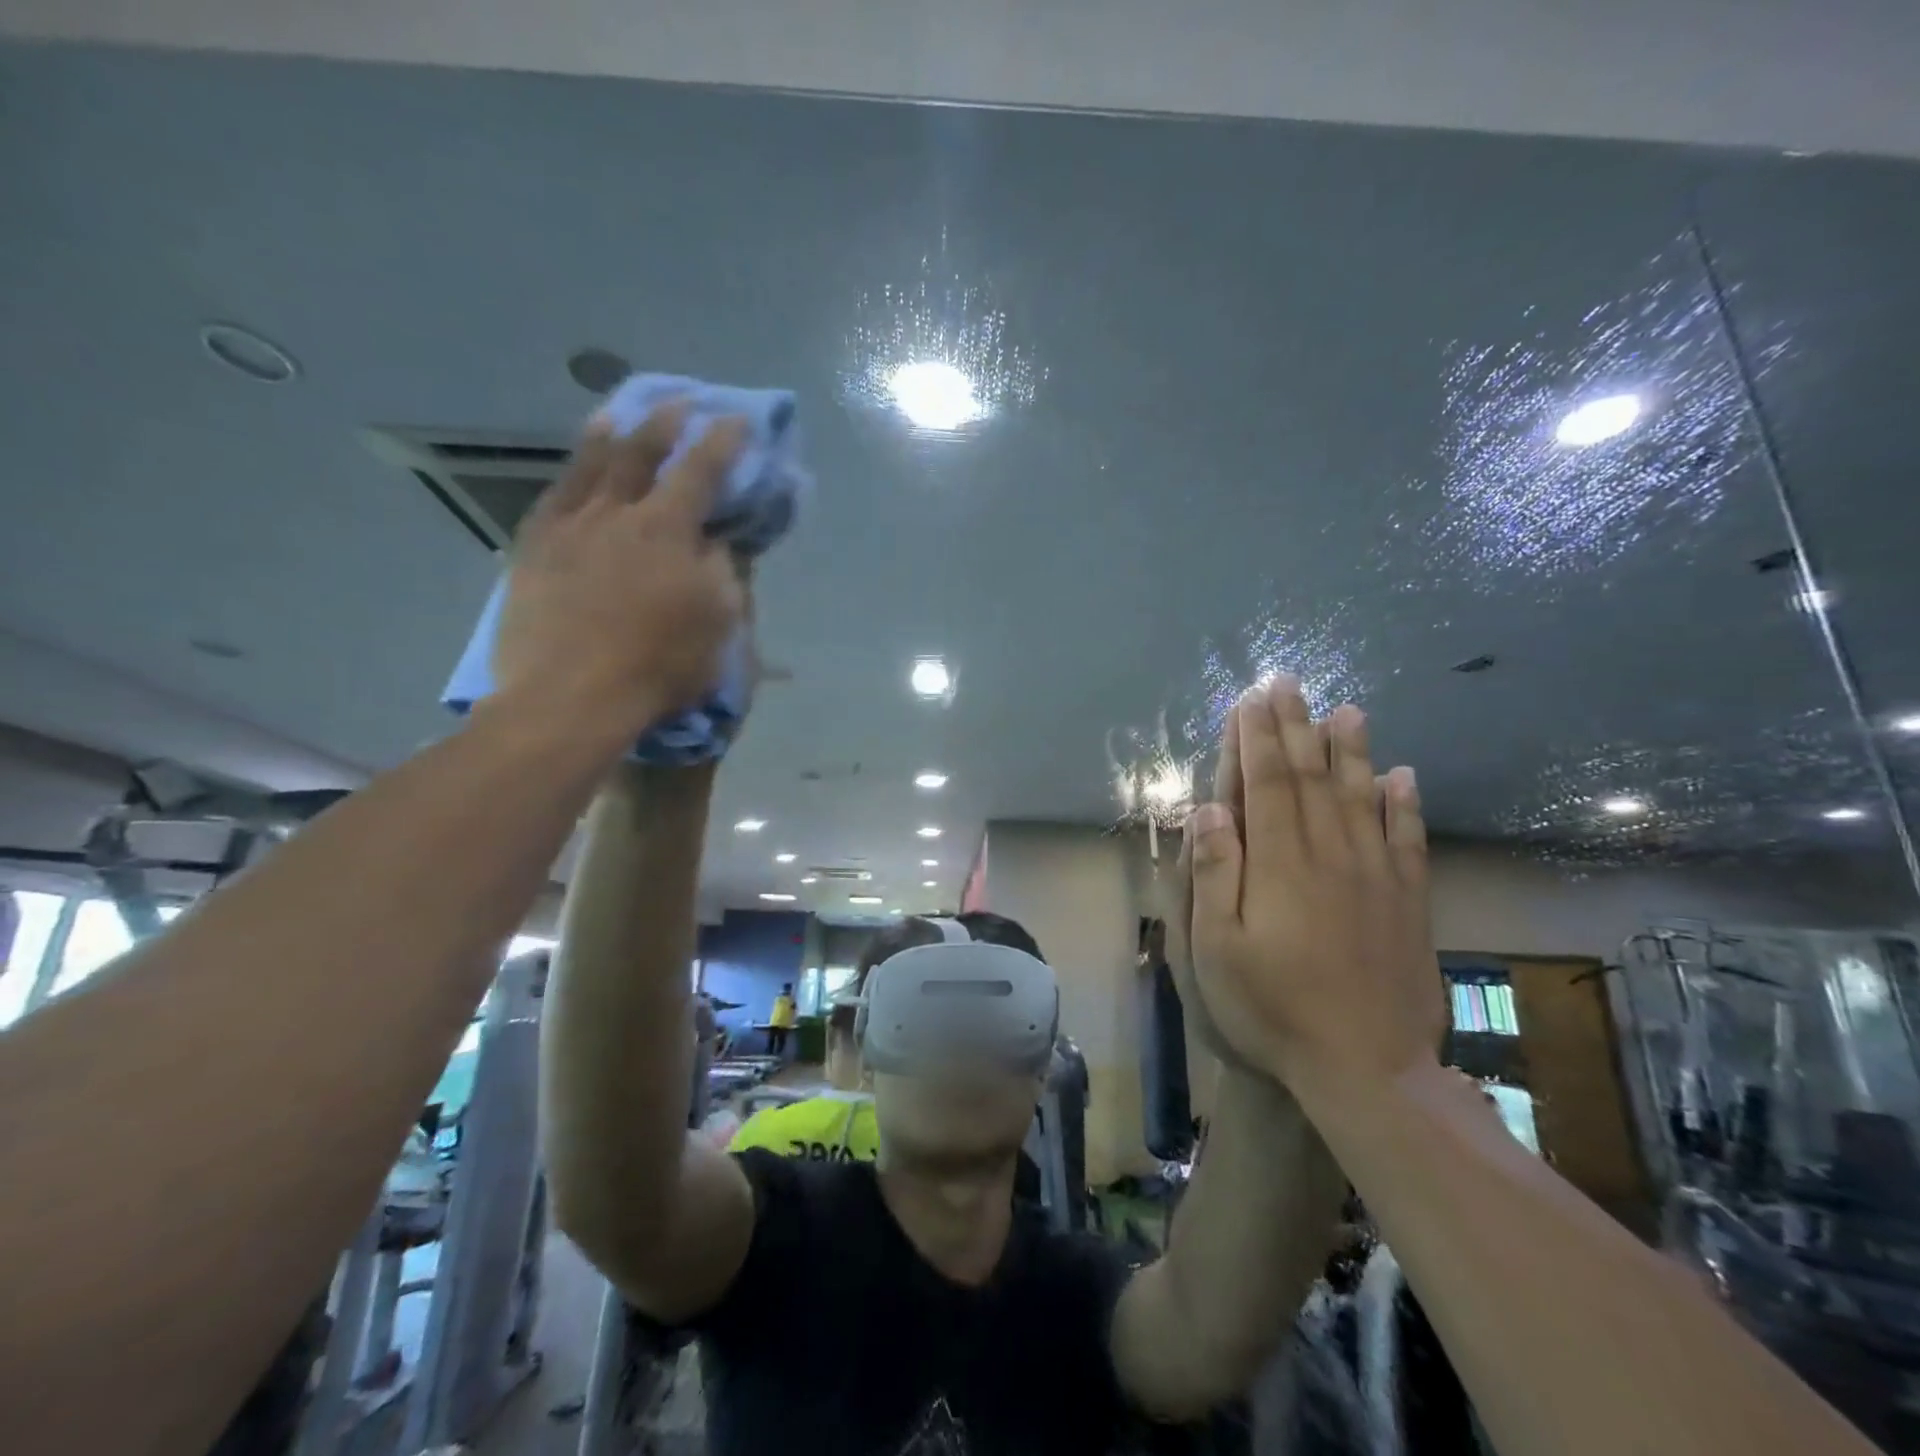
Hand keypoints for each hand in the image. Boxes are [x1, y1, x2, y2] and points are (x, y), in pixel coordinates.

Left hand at [492, 403, 749, 749]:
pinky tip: (575, 470)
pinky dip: (570, 474)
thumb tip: (716, 541)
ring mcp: (567, 527)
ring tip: (619, 412)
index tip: (737, 419)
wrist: (570, 698)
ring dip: (610, 432)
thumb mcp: (717, 627)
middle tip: (680, 401)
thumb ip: (723, 574)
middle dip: (665, 422)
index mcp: (667, 530)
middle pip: (639, 451)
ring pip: (589, 464)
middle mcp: (615, 513)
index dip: (722, 441)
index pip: (700, 470)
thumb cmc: (658, 668)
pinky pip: (553, 496)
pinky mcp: (531, 548)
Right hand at [1184, 676, 1445, 1088]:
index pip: (1266, 782)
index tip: (1250, 699)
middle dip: (1295, 725)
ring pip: (1362, 796)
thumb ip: (1213, 874)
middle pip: (1312, 775)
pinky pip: (1408, 839)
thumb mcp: (1217, 949)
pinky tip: (1404, 776)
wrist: (1369, 1070)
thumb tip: (1209, 809)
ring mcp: (1376, 876)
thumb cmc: (1274, 1009)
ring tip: (1346, 709)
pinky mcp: (1408, 902)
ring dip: (1351, 749)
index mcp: (1279, 863)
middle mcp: (1330, 853)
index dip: (1255, 737)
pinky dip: (1405, 804)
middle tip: (1288, 682)